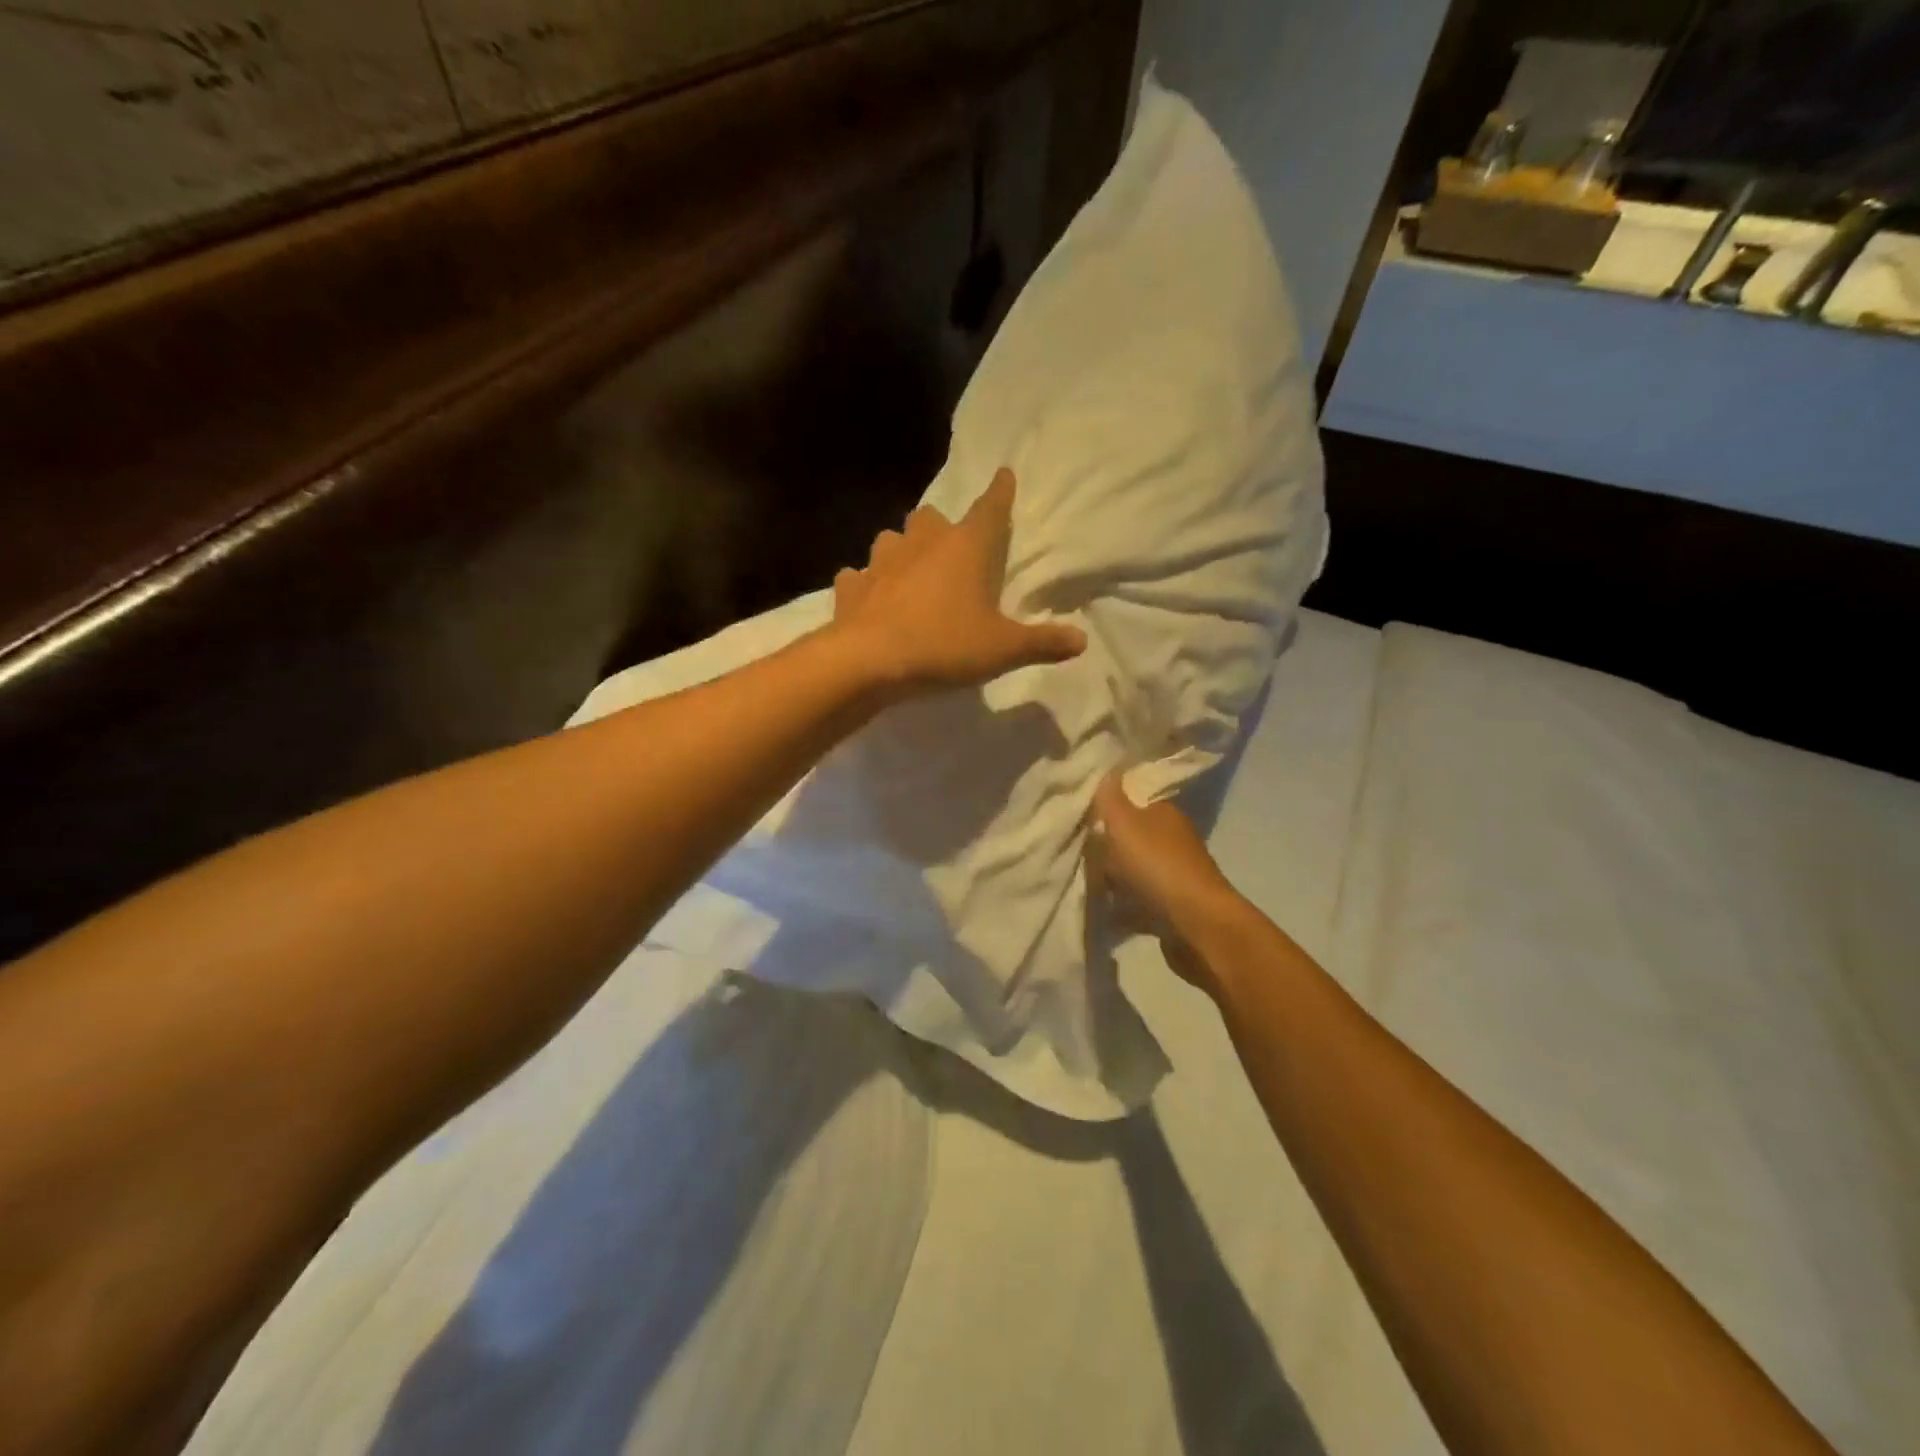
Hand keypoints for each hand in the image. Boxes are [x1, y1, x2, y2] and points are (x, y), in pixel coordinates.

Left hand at [833, 468, 1086, 693]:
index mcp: (966, 548)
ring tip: (910, 572)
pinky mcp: (852, 586)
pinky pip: (859, 577)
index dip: (1000, 492)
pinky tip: (871, 599)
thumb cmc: (944, 645)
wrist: (869, 662)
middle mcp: (922, 543)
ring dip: (902, 551)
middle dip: (942, 527)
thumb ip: (1042, 643)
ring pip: (892, 539)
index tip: (1004, 474)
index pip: (991, 508)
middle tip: (950, 548)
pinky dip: (866, 584)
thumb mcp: (1003, 650)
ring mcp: (881, 561)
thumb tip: (1081, 641)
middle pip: (932, 517)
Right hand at [1091, 770, 1245, 986]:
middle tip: (1074, 850)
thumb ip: (1110, 797)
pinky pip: (1136, 901)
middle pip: (1129, 836)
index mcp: (1163, 813)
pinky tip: (1100, 911)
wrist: (1196, 925)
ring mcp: (1173, 874)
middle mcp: (1171, 839)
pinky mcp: (1170, 906)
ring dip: (1111, 877)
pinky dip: (1120, 906)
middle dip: (1104, 844)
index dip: (1106, 804)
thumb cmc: (1157, 865)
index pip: (1132, 799)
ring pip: (1132, 870)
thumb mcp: (1125, 823)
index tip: (1078, 812)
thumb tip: (1108, 767)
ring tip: (1081, 882)